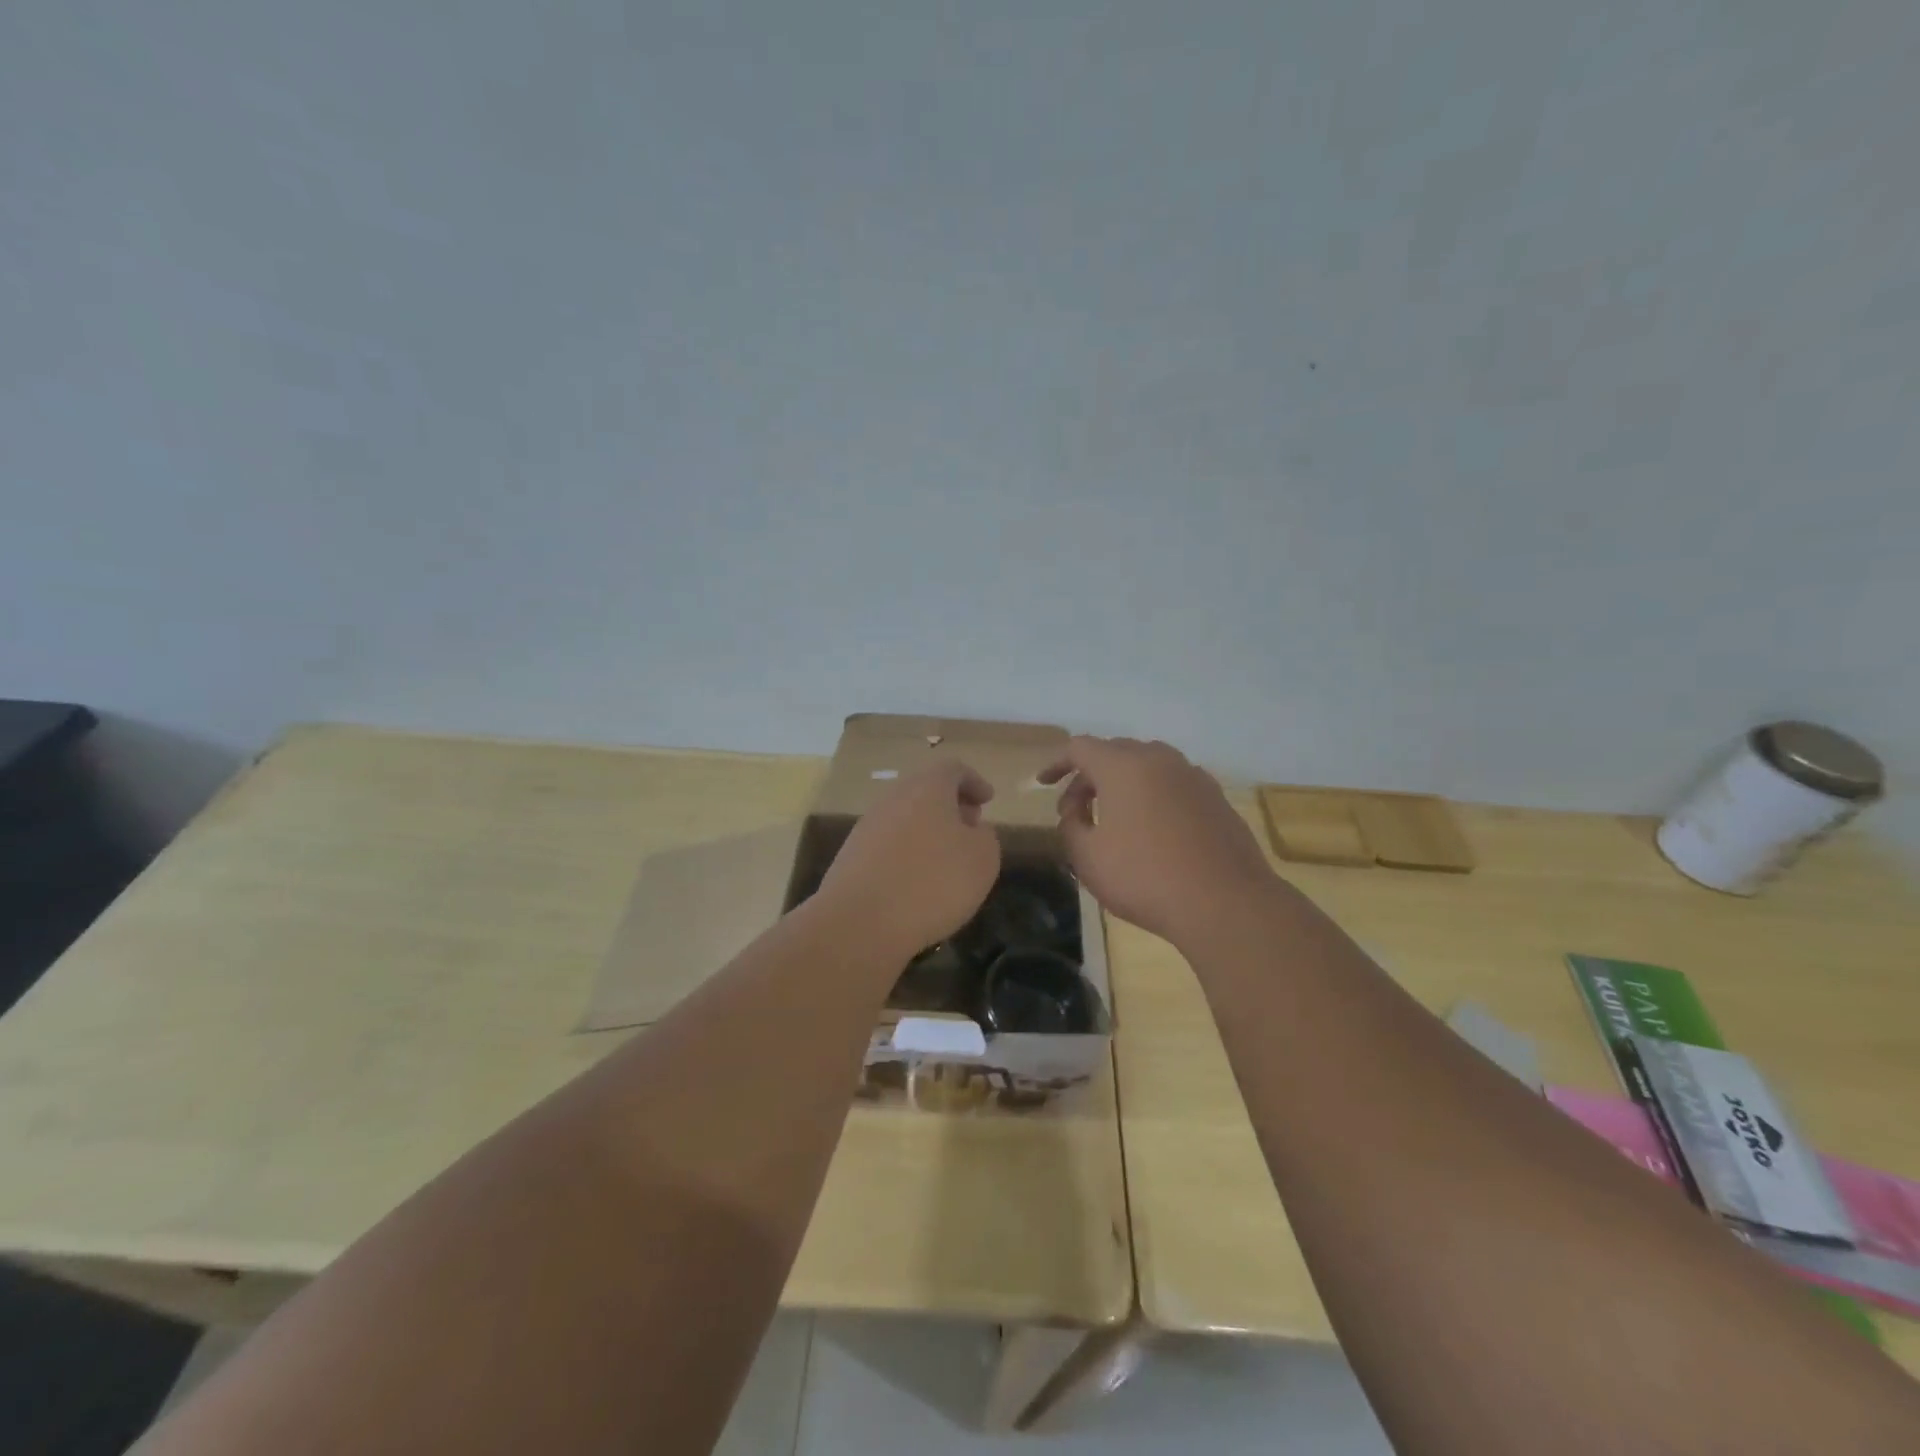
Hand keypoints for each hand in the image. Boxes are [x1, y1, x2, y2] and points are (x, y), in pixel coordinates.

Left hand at [816, 760, 1001, 956]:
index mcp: (927, 788)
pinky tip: (918, 880)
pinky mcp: (852, 855)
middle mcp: (894, 798)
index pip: (953, 770)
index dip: (973, 782)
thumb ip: (985, 837)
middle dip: (950, 805)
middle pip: (925, 790)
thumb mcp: (982, 860)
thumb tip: (973, 829)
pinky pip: (888, 843)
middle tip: (970, 825)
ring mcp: (868, 826)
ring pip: (905, 816)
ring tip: (946, 858)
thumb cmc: (932, 882)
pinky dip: (908, 851)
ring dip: (928, 829)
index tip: (988, 800)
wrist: (859, 922)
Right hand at [1040, 736, 1276, 946]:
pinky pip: (1174, 785)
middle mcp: (1160, 759)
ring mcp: (1193, 776)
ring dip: (1124, 784)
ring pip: (1148, 766)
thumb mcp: (1087, 857)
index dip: (1057, 763)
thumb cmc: (1145, 877)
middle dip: (1089, 776)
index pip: (1080, 748)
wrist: (1225, 903)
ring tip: (1115, 818)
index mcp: (1123, 766)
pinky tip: (1153, 830)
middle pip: (1115, 752)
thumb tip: (1076, 812)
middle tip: (1077, 809)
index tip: (1043, 784)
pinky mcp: (1217, 798)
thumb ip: (1070, 825)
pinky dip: (1154, 796)